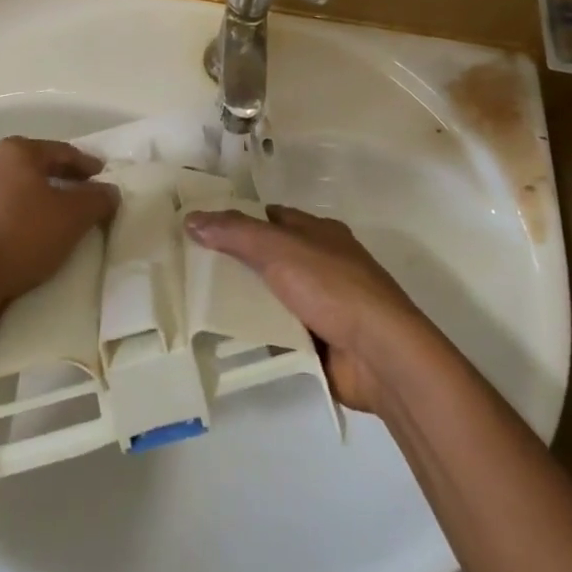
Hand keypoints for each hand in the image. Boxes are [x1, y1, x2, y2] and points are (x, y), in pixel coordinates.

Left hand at [0, 138, 118, 323]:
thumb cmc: (27, 234)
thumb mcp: (76, 214)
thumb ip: (98, 197)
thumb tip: (109, 191)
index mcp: (15, 153)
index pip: (59, 151)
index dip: (85, 164)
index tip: (102, 176)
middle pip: (26, 161)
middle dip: (50, 172)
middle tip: (73, 187)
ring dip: (15, 188)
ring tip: (34, 204)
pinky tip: (9, 230)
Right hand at [186, 205, 431, 413]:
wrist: (381, 354)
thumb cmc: (333, 288)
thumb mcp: (279, 250)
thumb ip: (236, 233)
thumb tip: (192, 218)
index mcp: (319, 233)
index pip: (271, 218)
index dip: (237, 220)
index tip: (200, 230)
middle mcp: (322, 263)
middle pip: (269, 258)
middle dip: (235, 264)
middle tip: (190, 271)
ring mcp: (323, 304)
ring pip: (272, 297)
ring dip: (245, 303)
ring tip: (197, 306)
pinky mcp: (321, 341)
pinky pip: (281, 332)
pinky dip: (259, 335)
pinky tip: (228, 340)